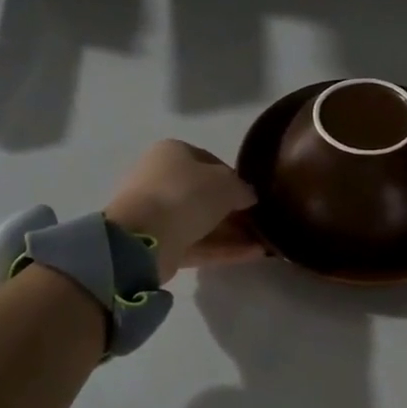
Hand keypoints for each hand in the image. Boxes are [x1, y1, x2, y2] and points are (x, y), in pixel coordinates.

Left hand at [105, 141, 262, 282]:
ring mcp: (158, 213)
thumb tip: (248, 197)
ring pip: (202, 221)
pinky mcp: (159, 243)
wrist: (143, 236)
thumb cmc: (186, 194)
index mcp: (172, 153)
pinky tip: (253, 254)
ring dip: (232, 232)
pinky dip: (223, 248)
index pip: (209, 162)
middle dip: (233, 209)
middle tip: (259, 221)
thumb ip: (242, 188)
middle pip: (204, 194)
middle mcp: (161, 179)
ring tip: (264, 242)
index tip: (252, 195)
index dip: (234, 178)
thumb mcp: (226, 184)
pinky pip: (197, 243)